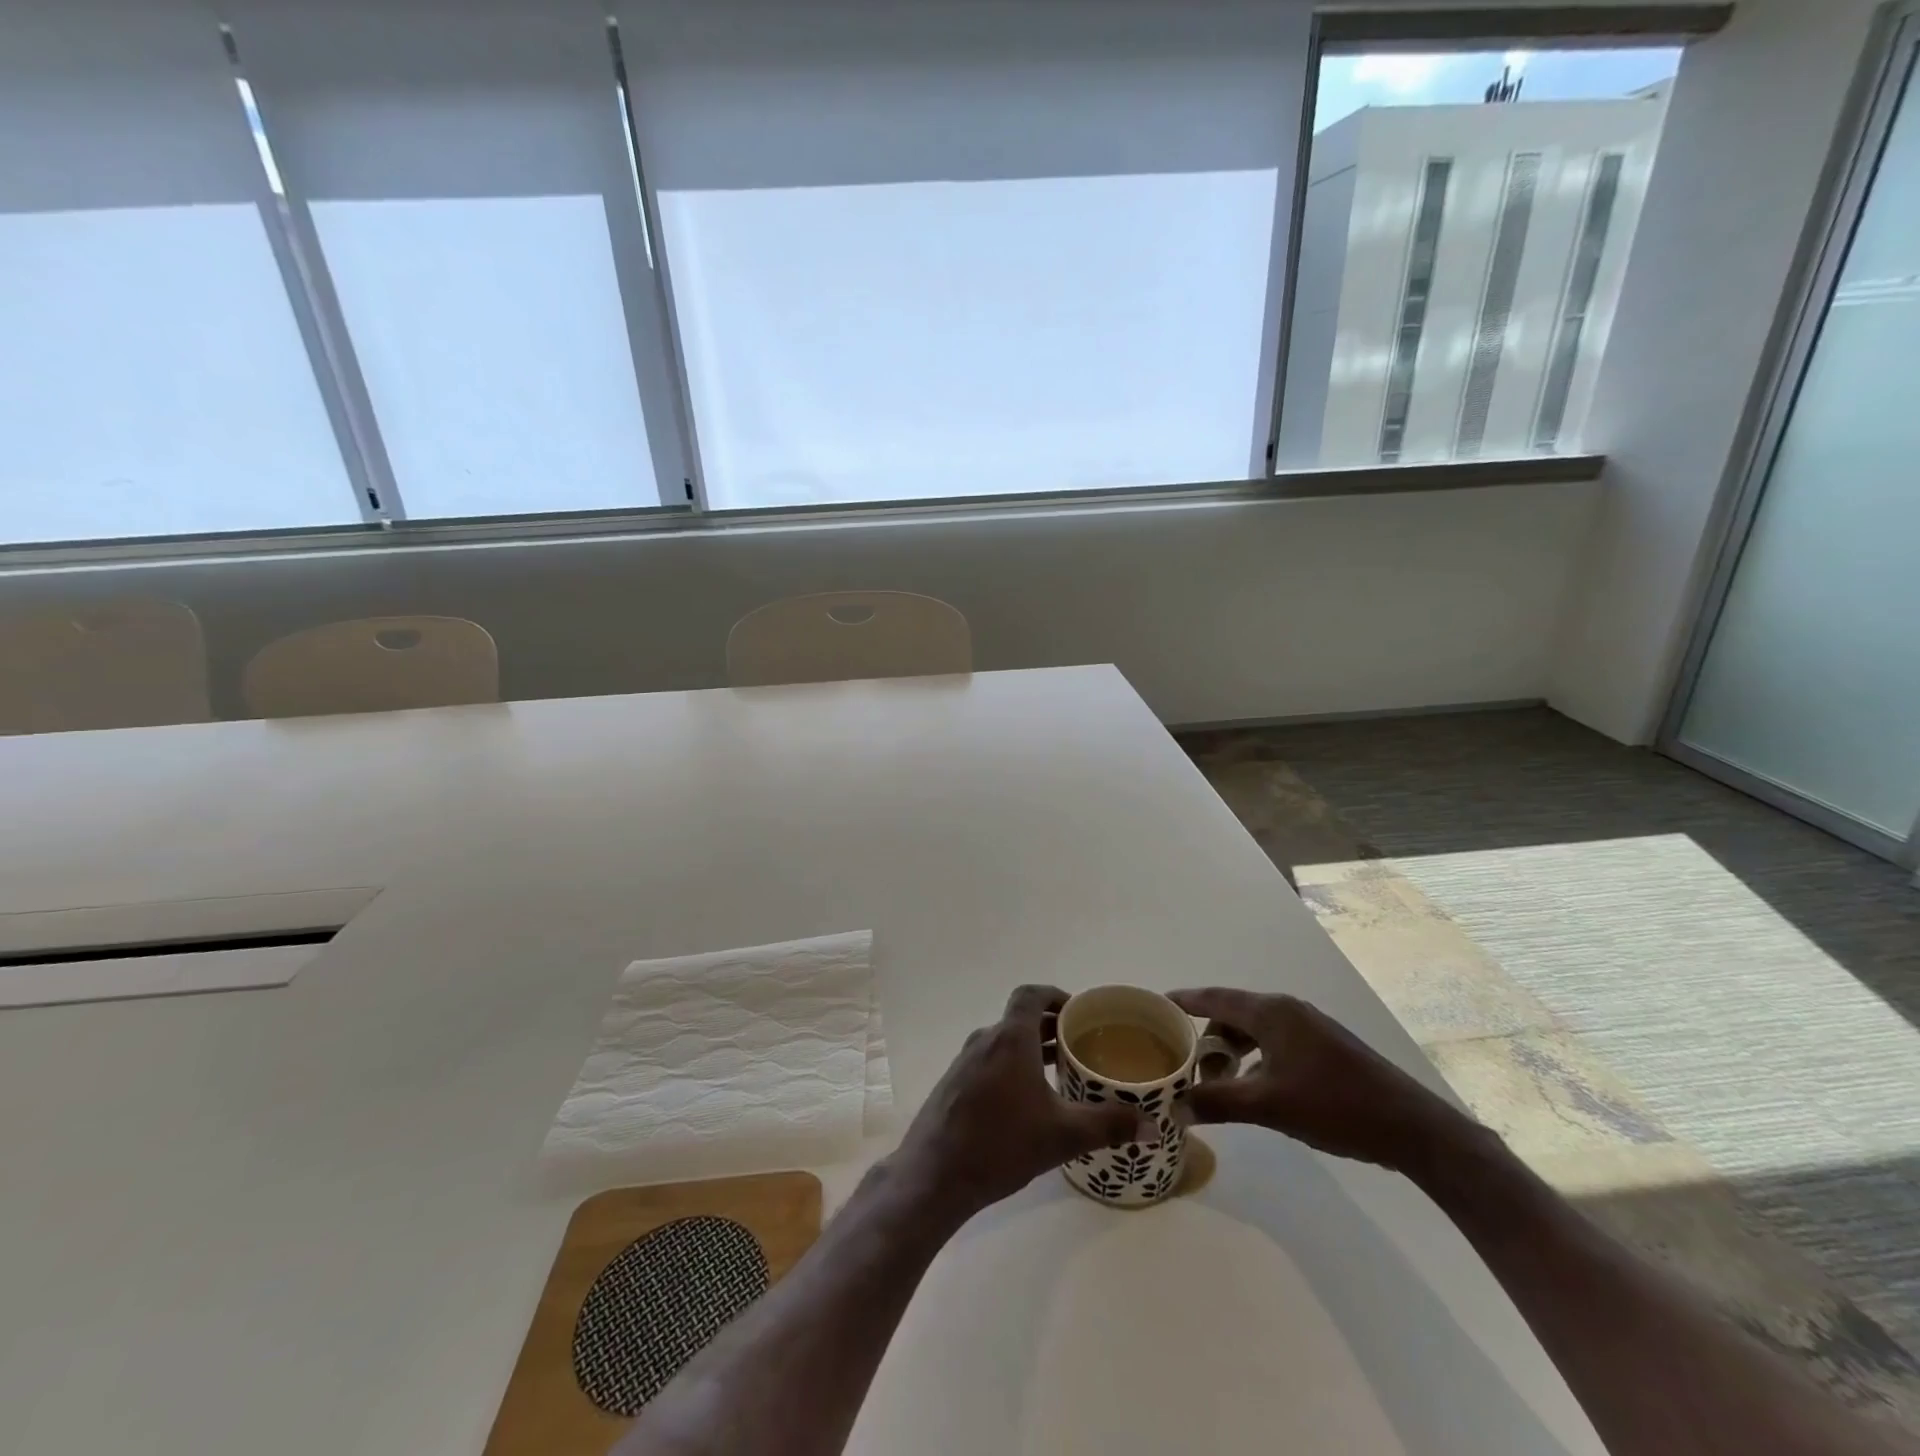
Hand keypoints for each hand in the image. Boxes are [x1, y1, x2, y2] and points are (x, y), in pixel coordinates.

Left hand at [895, 985, 1150, 1219]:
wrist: (934, 1176)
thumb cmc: (1000, 1145)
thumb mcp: (1061, 1136)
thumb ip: (1108, 1126)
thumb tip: (1154, 1126)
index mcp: (1010, 1039)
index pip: (1031, 995)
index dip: (1055, 996)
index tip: (1079, 1013)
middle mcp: (985, 1040)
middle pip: (1020, 1018)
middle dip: (1050, 1027)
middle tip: (1081, 1046)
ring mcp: (965, 1061)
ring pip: (1004, 1041)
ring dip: (1031, 1048)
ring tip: (1060, 1073)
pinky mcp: (954, 1083)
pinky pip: (989, 1060)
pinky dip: (1011, 1065)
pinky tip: (1027, 1101)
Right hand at [1169, 988, 1464, 1173]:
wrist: (1412, 1127)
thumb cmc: (1334, 1105)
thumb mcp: (1268, 1105)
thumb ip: (1218, 1102)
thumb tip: (1174, 1107)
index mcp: (1271, 1012)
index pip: (1215, 997)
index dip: (1184, 1000)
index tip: (1156, 1004)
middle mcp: (1288, 1010)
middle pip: (1233, 1013)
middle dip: (1207, 1037)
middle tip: (1187, 1065)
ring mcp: (1310, 1027)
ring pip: (1256, 1030)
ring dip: (1233, 1051)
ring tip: (1219, 1082)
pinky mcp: (1326, 1047)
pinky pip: (1275, 1042)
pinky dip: (1255, 1058)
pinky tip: (1255, 1088)